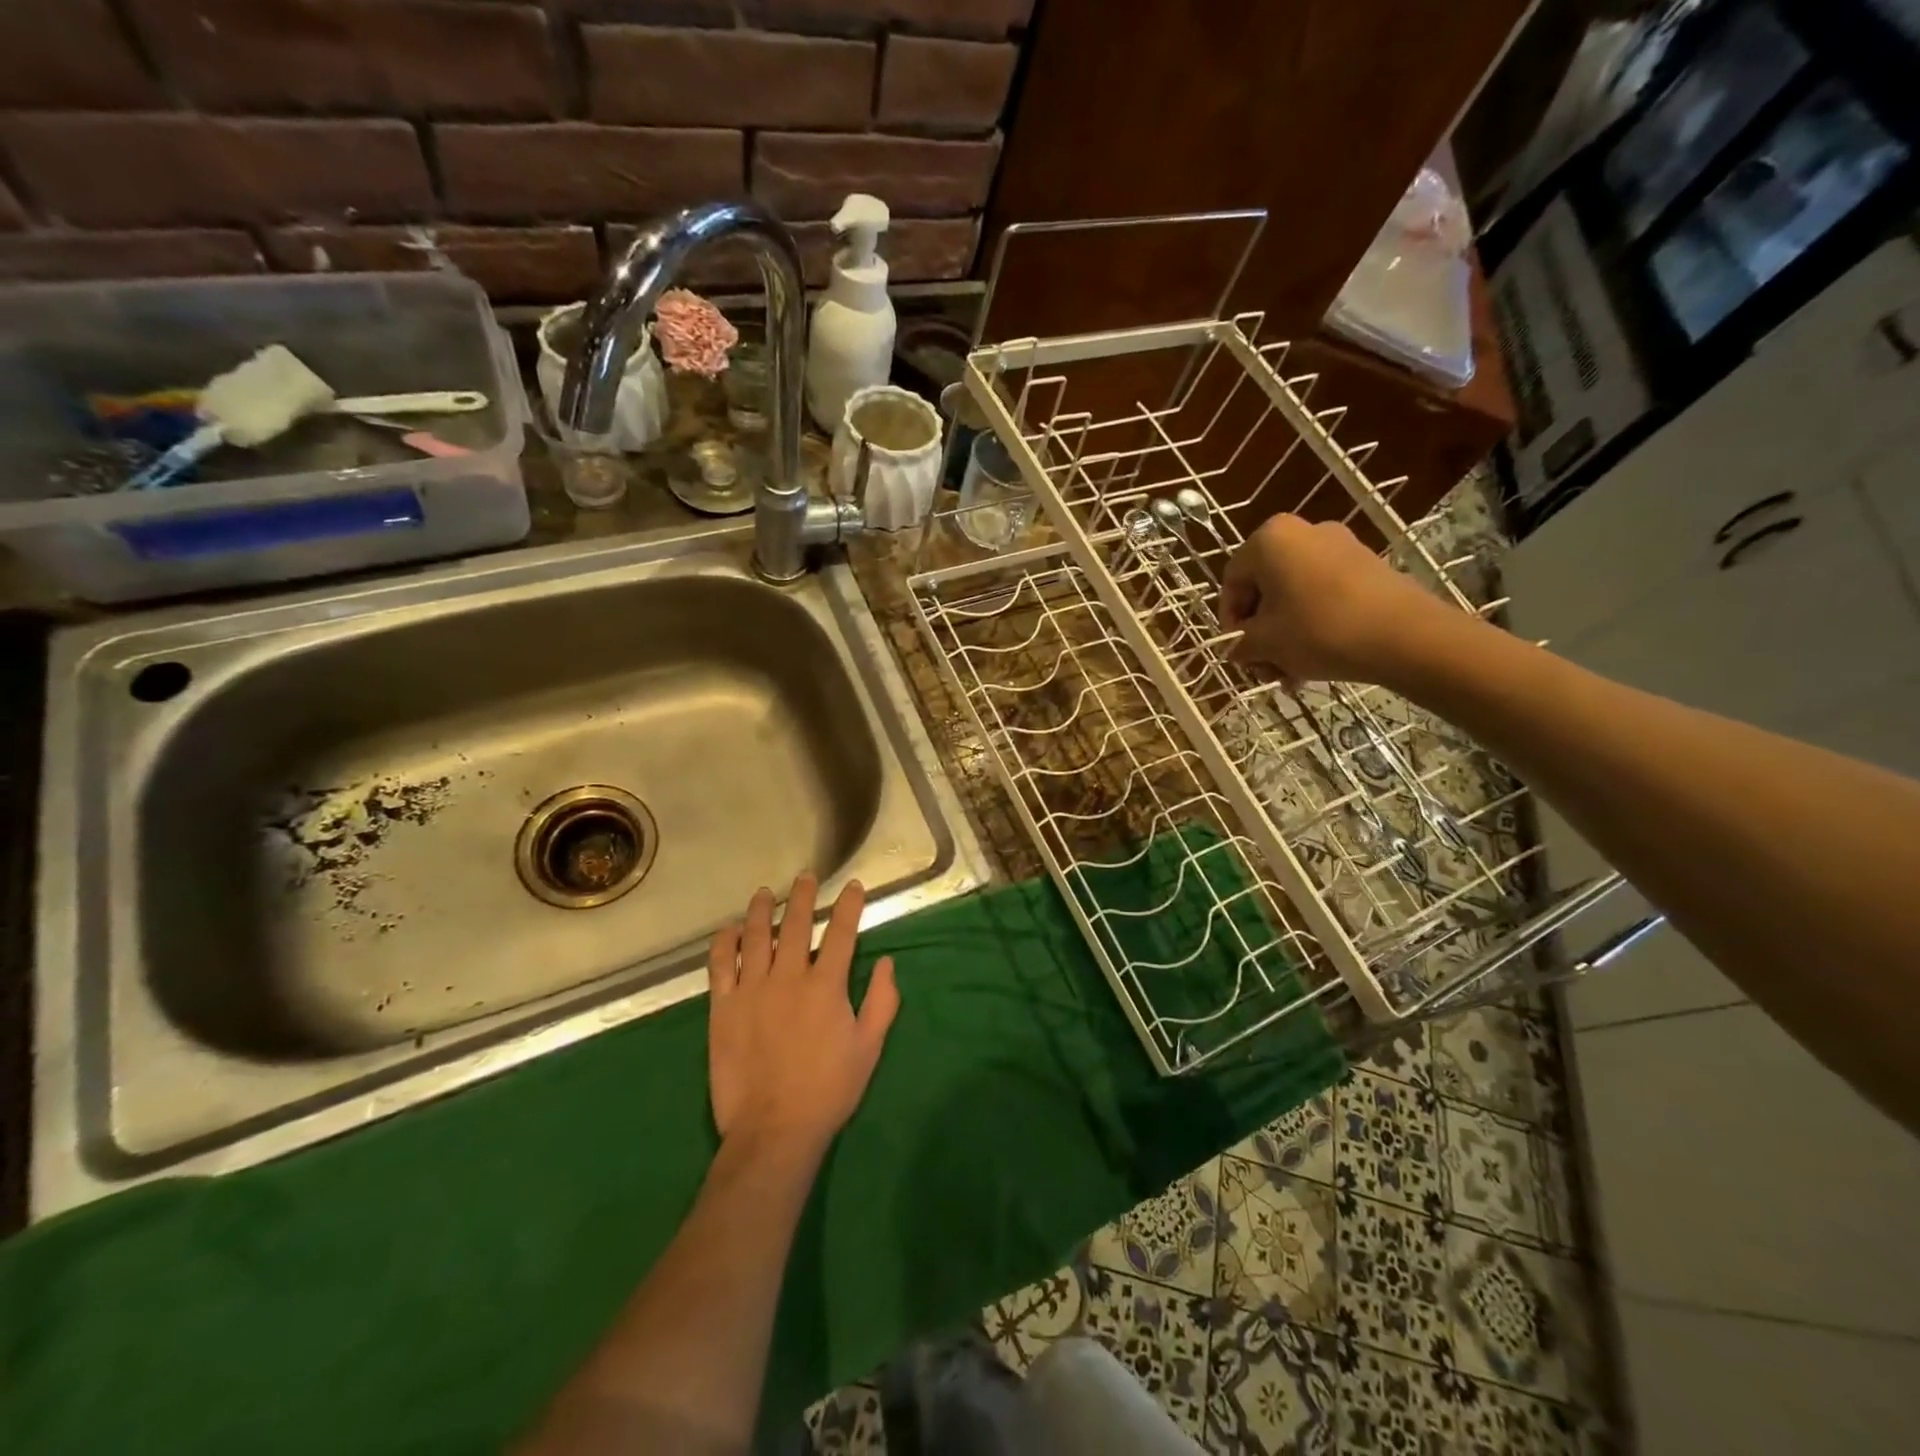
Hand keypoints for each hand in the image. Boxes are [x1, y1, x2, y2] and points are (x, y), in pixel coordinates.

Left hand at [705, 875, 897, 1155]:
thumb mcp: (869, 1048)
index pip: (841, 933)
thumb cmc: (828, 1089)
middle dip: (803, 896)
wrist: (773, 1130)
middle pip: (795, 925)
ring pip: (755, 937)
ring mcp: (751, 990)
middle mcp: (788, 977)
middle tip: (806, 877)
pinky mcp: (722, 1008)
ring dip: (761, 911)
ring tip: (765, 894)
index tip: (853, 886)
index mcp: (826, 986)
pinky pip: (720, 966)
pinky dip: (724, 943)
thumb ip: (882, 1001)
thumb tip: (887, 962)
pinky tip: (728, 930)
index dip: (849, 906)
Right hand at [1219, 514, 1449, 685]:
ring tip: (1290, 673)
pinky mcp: (1366, 565)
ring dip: (1285, 635)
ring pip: (1294, 596)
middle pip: (1265, 589)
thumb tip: (1236, 648)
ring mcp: (1339, 546)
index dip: (1230, 621)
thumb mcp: (1265, 643)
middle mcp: (1302, 532)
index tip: (1238, 651)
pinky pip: (1323, 594)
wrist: (1405, 635)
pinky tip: (1315, 660)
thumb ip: (1239, 643)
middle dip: (1260, 632)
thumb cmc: (1319, 630)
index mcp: (1269, 540)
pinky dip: (1313, 624)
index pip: (1232, 582)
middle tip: (1263, 667)